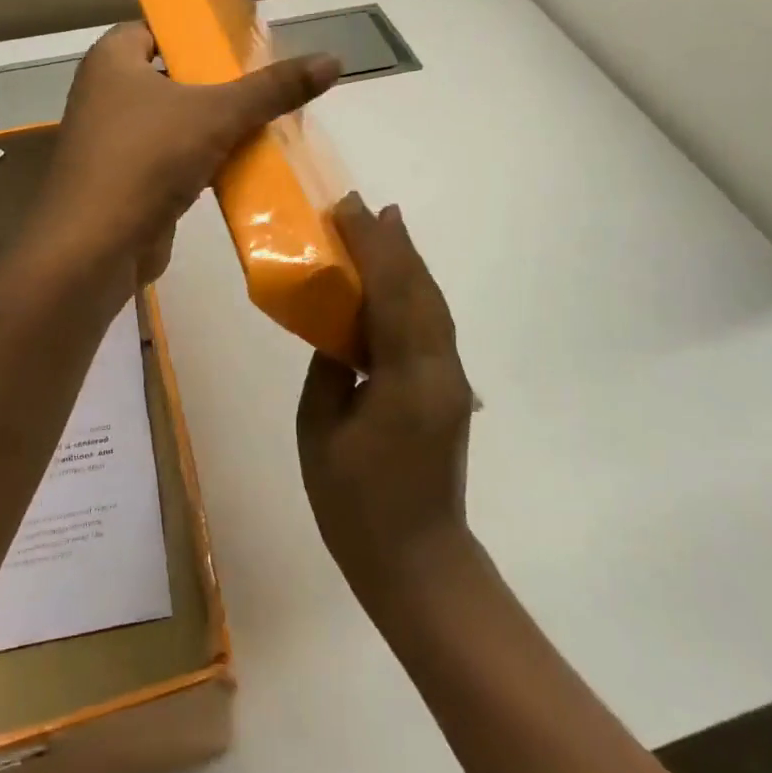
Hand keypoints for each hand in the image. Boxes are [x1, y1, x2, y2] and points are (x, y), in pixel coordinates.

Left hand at [38, 23, 340, 284]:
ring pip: (174, 121)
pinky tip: (242, 166)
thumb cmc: (147, 159)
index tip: (241, 44)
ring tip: (265, 122)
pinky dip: (202, 160)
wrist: (96, 247)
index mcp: (112, 60)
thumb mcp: (218, 114)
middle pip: (172, 75)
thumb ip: (272, 88)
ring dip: (214, 125)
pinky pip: (171, 159)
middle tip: (265, 84)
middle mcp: (105, 94)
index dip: (197, 32)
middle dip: (216, 83)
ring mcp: (113, 141)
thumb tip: (333, 60)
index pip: (157, 28)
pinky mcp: (125, 181)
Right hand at [298, 194, 476, 608]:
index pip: (392, 293)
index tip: (348, 210)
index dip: (372, 246)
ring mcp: (451, 380)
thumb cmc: (356, 504)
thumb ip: (330, 369)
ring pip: (432, 305)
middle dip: (395, 244)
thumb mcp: (320, 430)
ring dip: (408, 264)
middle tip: (366, 208)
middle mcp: (440, 369)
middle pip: (421, 290)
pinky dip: (413, 294)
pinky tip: (395, 285)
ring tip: (383, 229)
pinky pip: (431, 326)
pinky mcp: (449, 391)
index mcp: (407, 377)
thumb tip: (338, 332)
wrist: (418, 564)